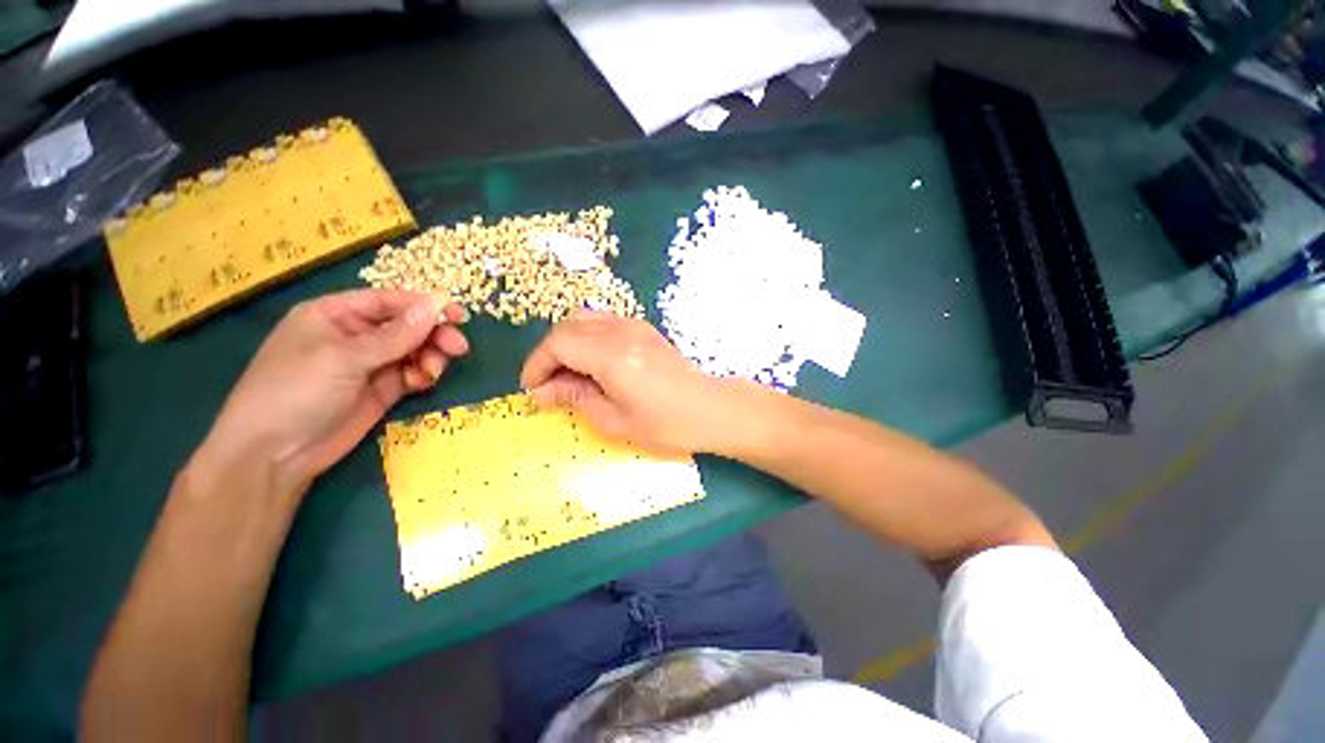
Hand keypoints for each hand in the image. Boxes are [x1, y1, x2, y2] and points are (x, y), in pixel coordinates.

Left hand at [198, 289, 469, 491]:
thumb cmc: (295, 392)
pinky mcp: (383, 388)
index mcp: (335, 315)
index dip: (424, 306)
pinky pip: (413, 373)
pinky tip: (424, 382)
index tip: (458, 315)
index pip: (388, 301)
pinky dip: (424, 375)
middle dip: (434, 334)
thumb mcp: (343, 358)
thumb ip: (395, 335)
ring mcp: (371, 364)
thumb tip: (437, 305)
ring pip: (415, 349)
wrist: (274, 455)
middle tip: (458, 347)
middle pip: (408, 326)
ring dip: (432, 356)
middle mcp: (356, 335)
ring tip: (433, 371)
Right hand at [520, 312, 741, 452]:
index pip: (558, 344)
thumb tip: (542, 392)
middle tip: (549, 384)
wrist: (709, 408)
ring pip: (584, 319)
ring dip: (567, 343)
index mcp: (611, 355)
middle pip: (567, 326)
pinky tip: (593, 363)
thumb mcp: (615, 420)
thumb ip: (575, 399)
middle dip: (549, 353)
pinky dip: (587, 338)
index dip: (537, 364)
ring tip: (569, 374)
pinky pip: (603, 322)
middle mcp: (620, 331)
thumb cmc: (665, 424)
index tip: (532, 389)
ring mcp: (634, 326)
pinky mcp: (643, 329)